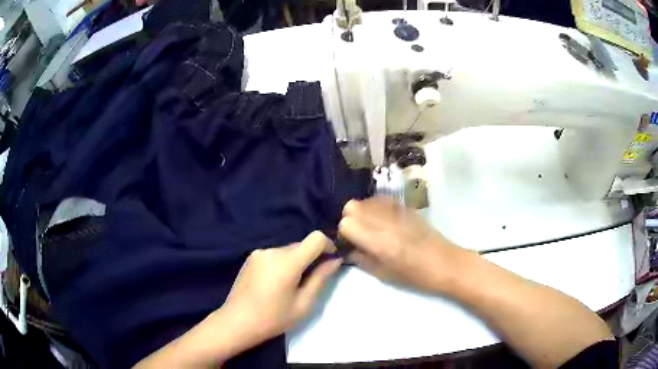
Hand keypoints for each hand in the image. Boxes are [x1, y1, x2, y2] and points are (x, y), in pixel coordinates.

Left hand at [220, 231, 341, 343]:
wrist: (236, 322)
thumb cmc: (273, 318)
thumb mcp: (303, 303)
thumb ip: (320, 278)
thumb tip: (335, 260)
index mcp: (287, 261)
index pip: (315, 238)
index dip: (328, 246)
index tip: (330, 261)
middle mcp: (272, 250)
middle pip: (301, 245)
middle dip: (311, 258)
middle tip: (311, 281)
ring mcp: (259, 253)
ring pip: (287, 251)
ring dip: (296, 262)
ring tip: (291, 286)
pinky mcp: (250, 258)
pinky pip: (274, 255)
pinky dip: (282, 264)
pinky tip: (275, 284)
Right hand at [339, 197, 468, 292]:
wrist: (445, 263)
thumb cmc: (415, 275)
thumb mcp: (383, 274)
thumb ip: (360, 259)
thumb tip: (347, 250)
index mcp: (378, 241)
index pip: (345, 223)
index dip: (344, 234)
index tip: (350, 243)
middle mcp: (384, 220)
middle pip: (351, 206)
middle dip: (350, 219)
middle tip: (359, 234)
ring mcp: (396, 210)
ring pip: (365, 200)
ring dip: (362, 212)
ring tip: (371, 228)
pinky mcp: (405, 207)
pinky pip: (381, 200)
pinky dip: (375, 208)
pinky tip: (383, 221)